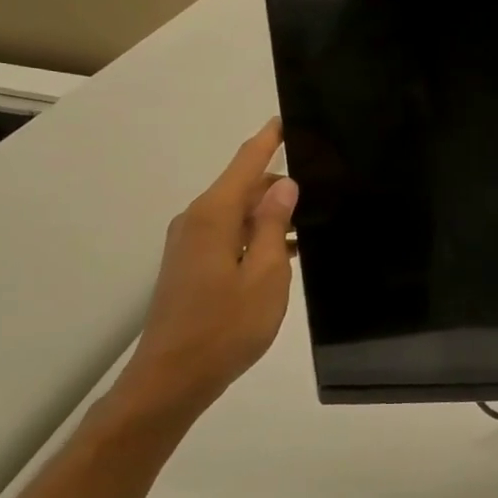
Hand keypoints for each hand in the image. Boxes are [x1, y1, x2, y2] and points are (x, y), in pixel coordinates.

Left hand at [119, 120, 298, 415]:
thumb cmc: (226, 327)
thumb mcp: (267, 275)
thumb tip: (285, 185)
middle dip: (278, 182)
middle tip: (324, 186)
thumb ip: (275, 225)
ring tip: (315, 220)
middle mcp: (197, 221)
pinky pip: (230, 234)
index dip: (268, 139)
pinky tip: (288, 250)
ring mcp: (190, 244)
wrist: (172, 378)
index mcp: (214, 216)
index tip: (288, 119)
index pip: (246, 163)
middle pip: (242, 186)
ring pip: (238, 212)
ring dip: (271, 213)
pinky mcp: (191, 265)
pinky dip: (258, 234)